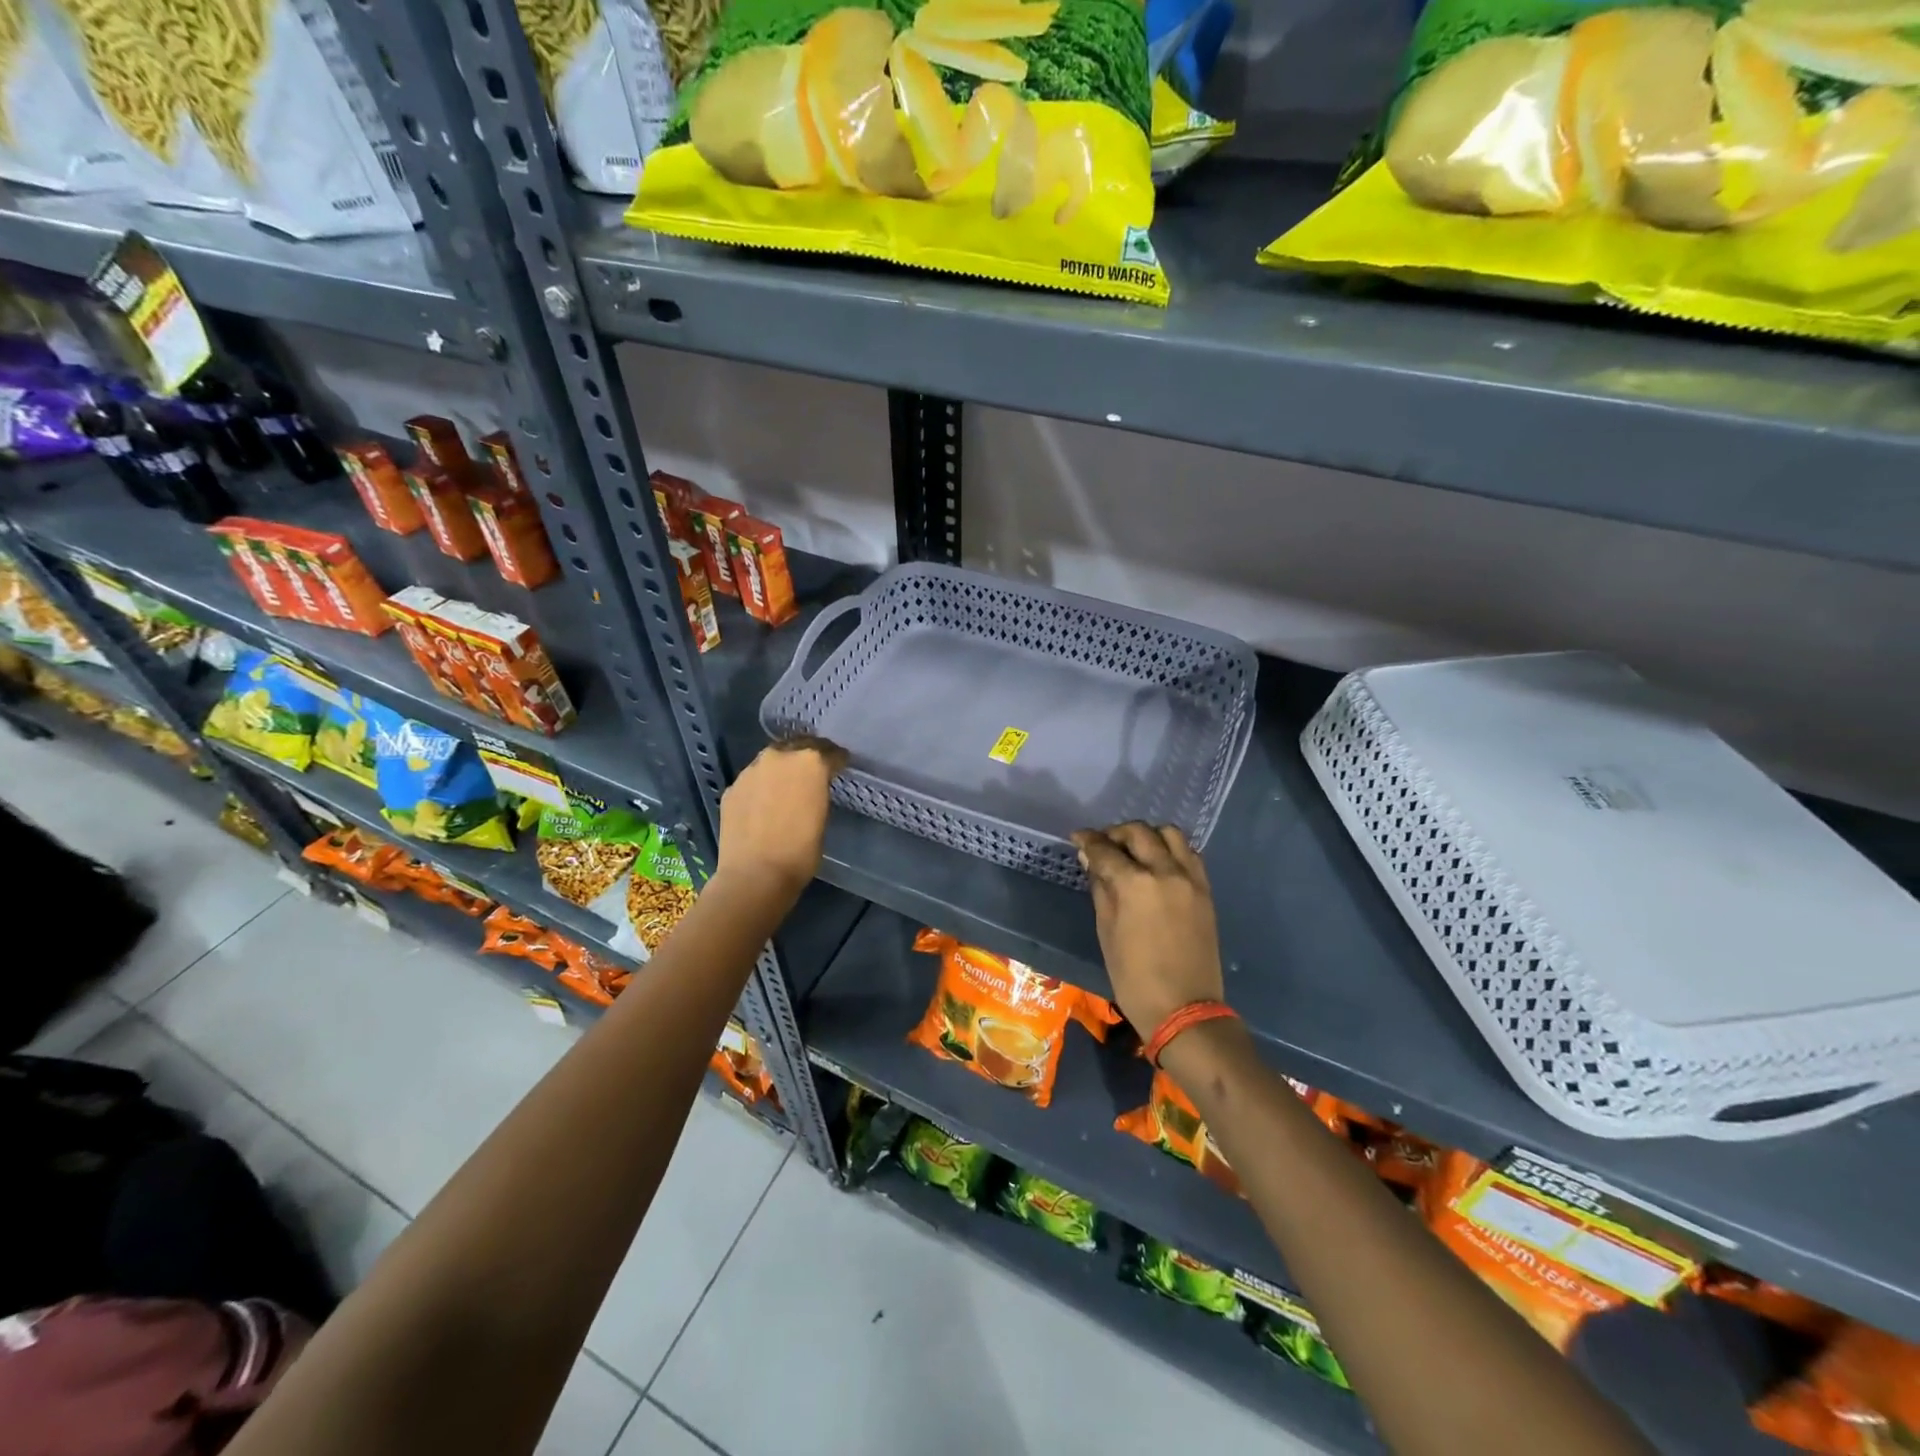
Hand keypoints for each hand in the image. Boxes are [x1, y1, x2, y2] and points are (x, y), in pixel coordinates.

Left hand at [716, 737, 846, 899]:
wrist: (754, 875)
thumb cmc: (800, 851)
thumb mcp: (821, 816)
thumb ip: (817, 791)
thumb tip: (812, 788)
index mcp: (809, 762)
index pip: (829, 751)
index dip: (837, 759)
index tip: (841, 765)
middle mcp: (779, 757)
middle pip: (798, 746)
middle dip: (807, 755)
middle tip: (814, 770)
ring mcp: (751, 771)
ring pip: (772, 761)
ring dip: (782, 769)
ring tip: (786, 786)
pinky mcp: (732, 788)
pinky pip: (753, 780)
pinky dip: (761, 786)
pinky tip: (764, 803)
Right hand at [1071, 823, 1223, 1037]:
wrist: (1184, 1008)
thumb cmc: (1134, 977)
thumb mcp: (1107, 932)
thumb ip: (1100, 889)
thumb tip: (1091, 860)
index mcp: (1135, 884)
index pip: (1105, 849)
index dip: (1088, 840)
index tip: (1078, 837)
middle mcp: (1166, 871)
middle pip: (1139, 832)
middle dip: (1116, 833)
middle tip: (1103, 845)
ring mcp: (1190, 879)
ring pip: (1170, 834)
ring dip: (1148, 835)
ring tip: (1134, 851)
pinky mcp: (1206, 890)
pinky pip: (1189, 853)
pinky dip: (1170, 850)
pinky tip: (1158, 864)